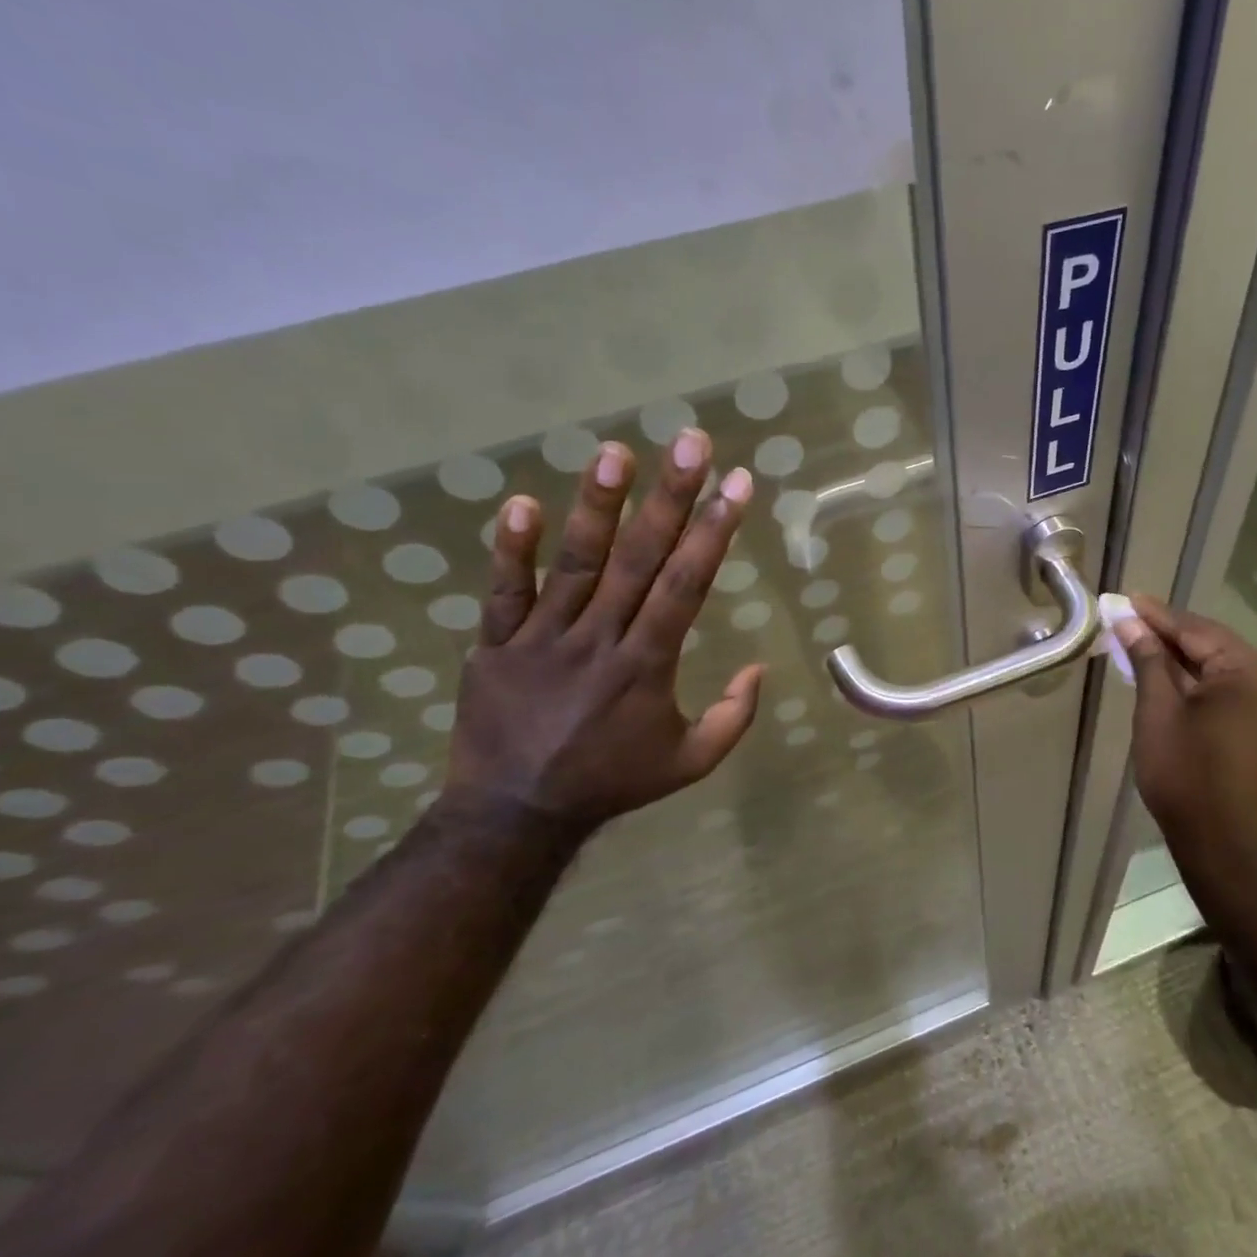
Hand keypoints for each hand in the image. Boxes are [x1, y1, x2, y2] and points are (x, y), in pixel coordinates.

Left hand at [444, 430, 764, 833]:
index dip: (714, 532)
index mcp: (647, 666)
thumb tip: (760, 668)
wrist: (515, 814)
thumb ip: (734, 718)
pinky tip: (522, 504)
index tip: (737, 484)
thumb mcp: (690, 763)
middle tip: (690, 442)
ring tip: (616, 452)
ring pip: (574, 565)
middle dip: (671, 498)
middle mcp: (599, 640)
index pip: (686, 585)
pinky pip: (503, 593)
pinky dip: (510, 551)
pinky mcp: (496, 645)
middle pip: (639, 560)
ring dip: (598, 507)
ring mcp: (542, 639)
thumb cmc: (613, 781)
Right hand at [1114, 596, 1256, 882]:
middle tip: (1129, 620)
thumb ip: (1148, 660)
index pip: (1196, 630)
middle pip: (1213, 645)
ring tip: (1143, 644)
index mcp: (1251, 671)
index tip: (1125, 600)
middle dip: (1170, 635)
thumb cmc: (1186, 775)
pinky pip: (1232, 690)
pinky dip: (1201, 682)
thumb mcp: (1158, 711)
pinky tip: (1171, 677)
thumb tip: (1130, 622)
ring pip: (1222, 668)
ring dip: (1183, 658)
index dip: (1157, 616)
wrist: (1225, 845)